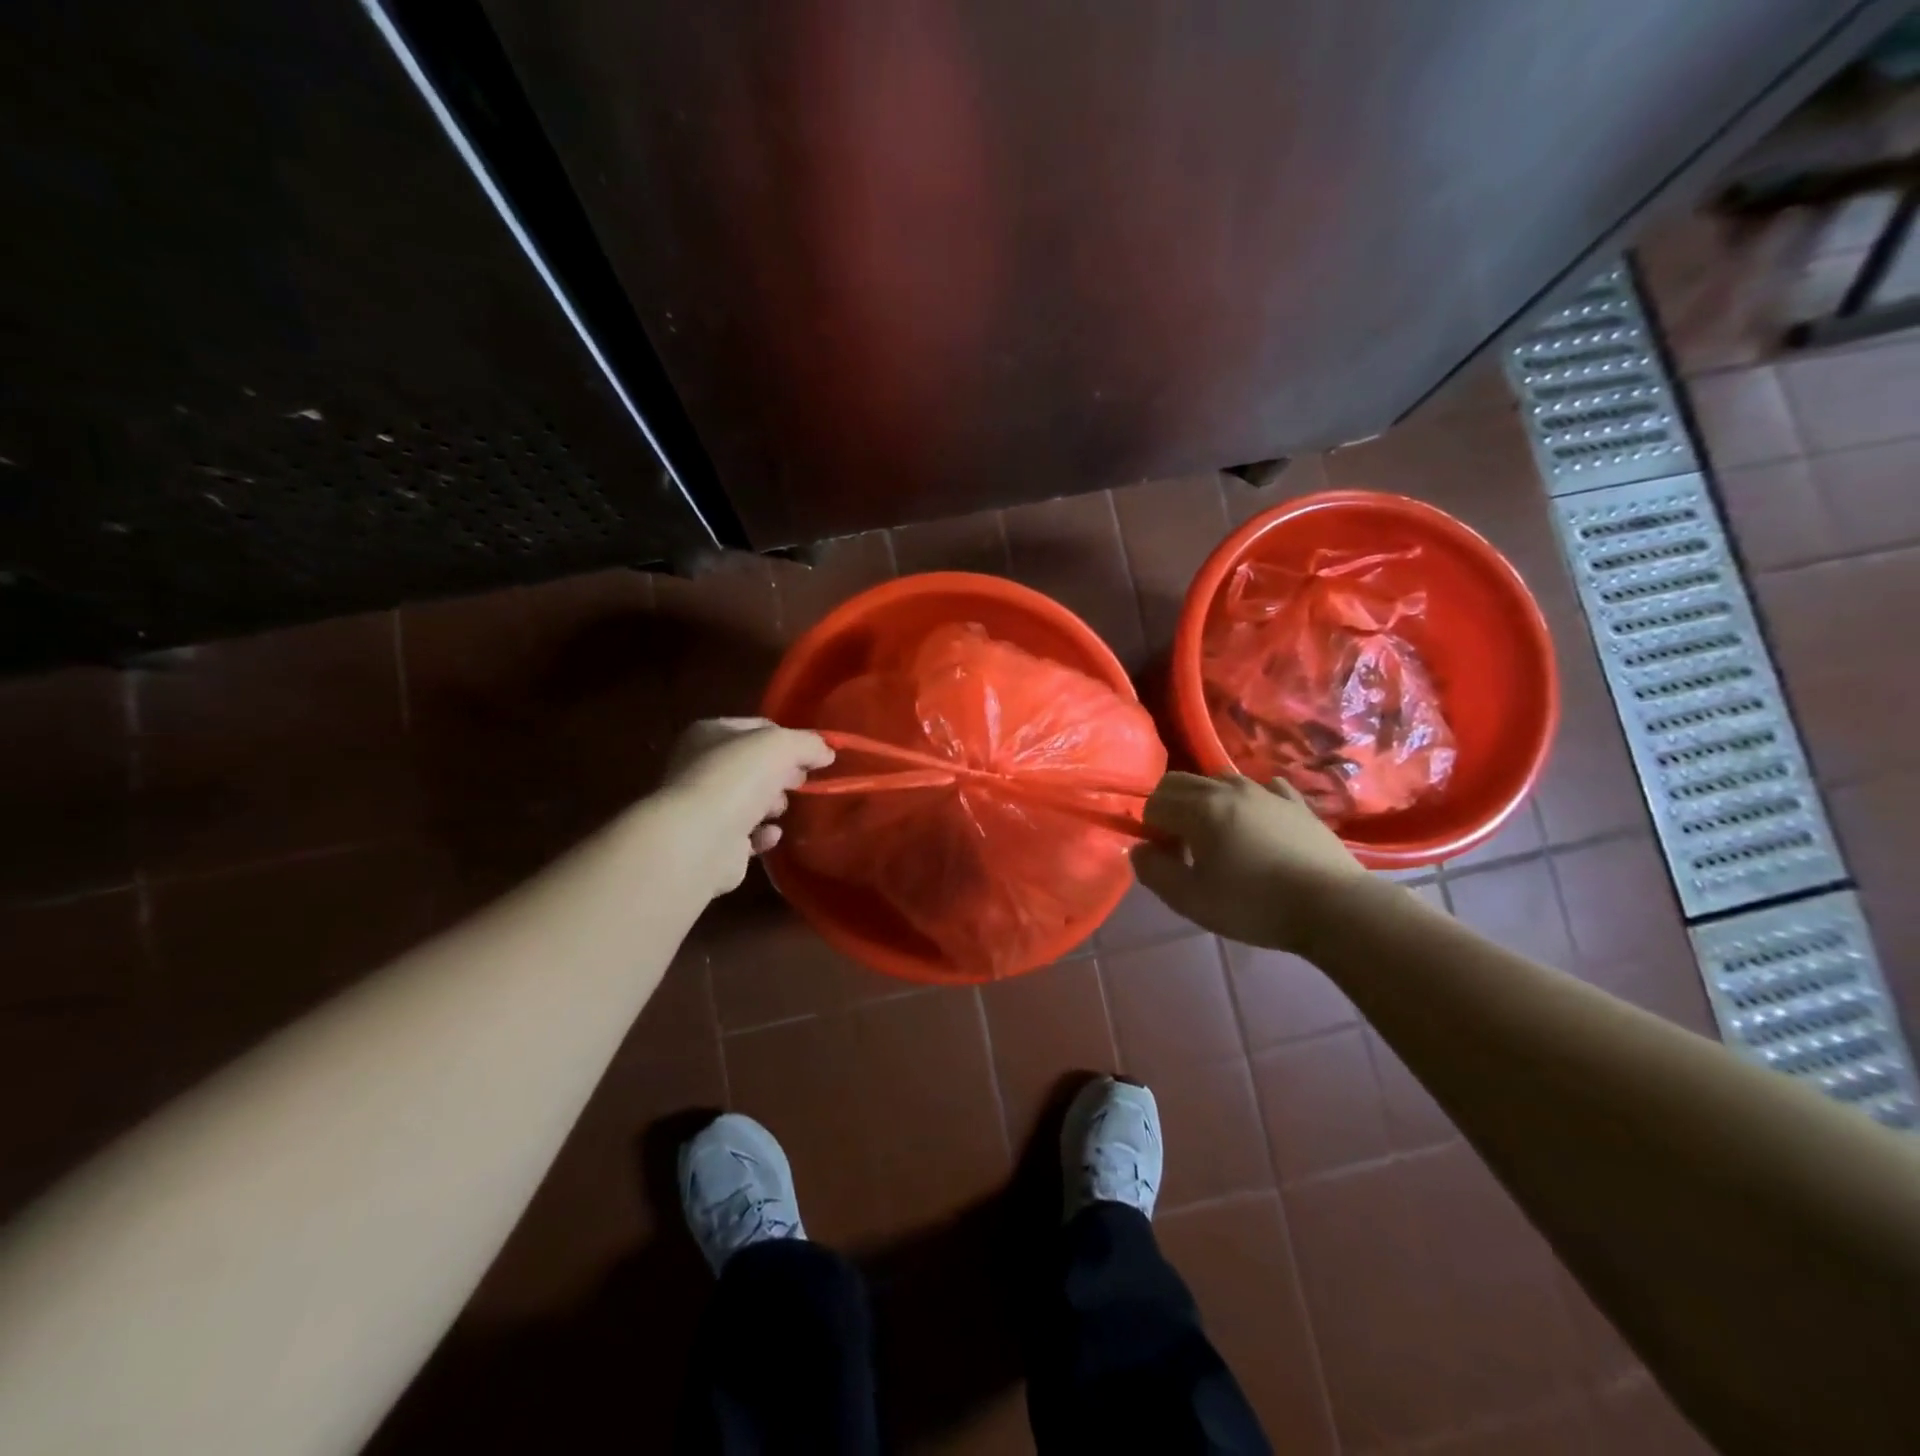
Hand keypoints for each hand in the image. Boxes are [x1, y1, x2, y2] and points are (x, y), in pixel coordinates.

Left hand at [659, 718, 834, 892]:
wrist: (700, 839)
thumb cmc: (736, 779)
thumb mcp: (781, 745)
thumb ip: (808, 744)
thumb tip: (826, 752)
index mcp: (708, 733)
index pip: (756, 727)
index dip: (787, 738)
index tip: (811, 756)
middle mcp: (699, 766)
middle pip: (754, 765)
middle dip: (781, 774)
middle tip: (798, 783)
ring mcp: (703, 807)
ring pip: (750, 800)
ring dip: (772, 804)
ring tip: (778, 810)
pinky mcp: (712, 842)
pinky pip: (747, 834)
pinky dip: (763, 834)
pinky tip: (771, 834)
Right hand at [1131, 772, 1366, 951]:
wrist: (1334, 907)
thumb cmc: (1255, 905)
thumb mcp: (1191, 900)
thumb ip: (1154, 872)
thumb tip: (1140, 850)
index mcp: (1200, 808)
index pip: (1154, 802)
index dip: (1150, 829)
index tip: (1166, 858)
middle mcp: (1229, 789)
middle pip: (1181, 782)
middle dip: (1169, 808)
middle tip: (1181, 847)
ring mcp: (1267, 792)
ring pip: (1220, 780)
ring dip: (1206, 802)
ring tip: (1218, 838)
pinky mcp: (1297, 804)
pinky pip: (1263, 789)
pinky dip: (1249, 801)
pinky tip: (1257, 825)